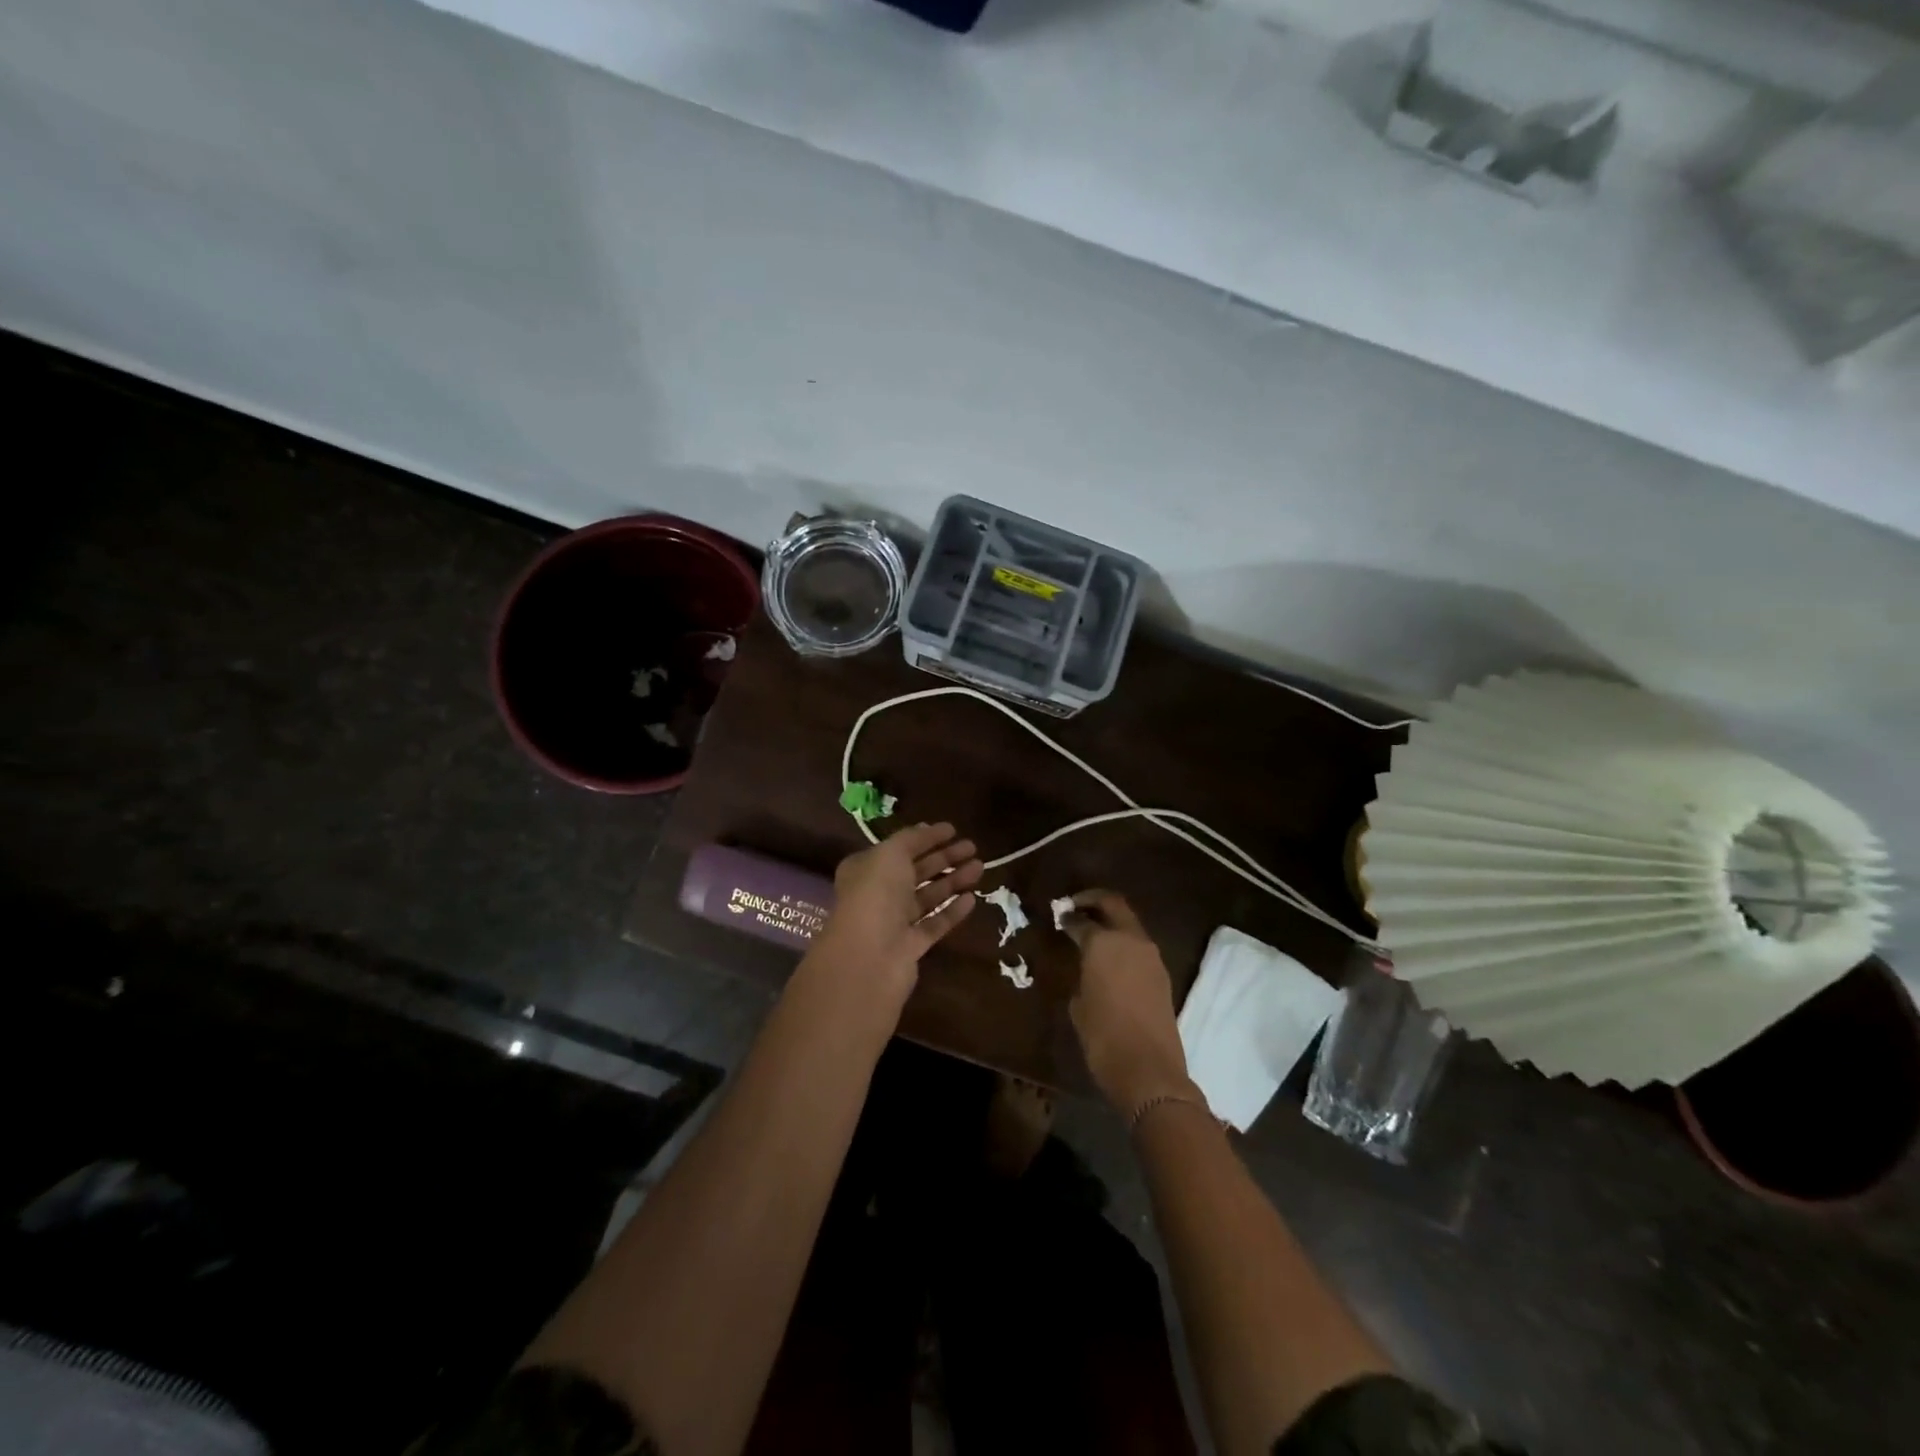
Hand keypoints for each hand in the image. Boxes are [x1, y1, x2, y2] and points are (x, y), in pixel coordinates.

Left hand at [808, 823, 981, 1002]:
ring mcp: (895, 922)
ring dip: (953, 880)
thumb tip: (927, 829)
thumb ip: (911, 839)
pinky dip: (952, 911)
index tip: (952, 829)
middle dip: (944, 857)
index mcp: (866, 869)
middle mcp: (878, 894)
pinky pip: (935, 923)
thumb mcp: (890, 854)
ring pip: (928, 896)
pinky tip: (972, 899)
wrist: (869, 957)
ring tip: (980, 867)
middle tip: (972, 847)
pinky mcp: (912, 947)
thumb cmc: (876, 894)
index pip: (899, 848)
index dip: (924, 838)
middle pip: (916, 871)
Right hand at [1064, 891, 1196, 1113]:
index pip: (1082, 920)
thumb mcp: (1078, 1004)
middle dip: (1094, 901)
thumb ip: (1082, 974)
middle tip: (1075, 906)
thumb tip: (1087, 967)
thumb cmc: (1103, 1036)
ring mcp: (1151, 956)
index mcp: (1103, 942)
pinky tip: (1110, 959)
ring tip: (1092, 933)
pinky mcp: (1162, 975)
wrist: (1149, 1070)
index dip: (1068, 917)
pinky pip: (1139, 947)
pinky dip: (1124, 943)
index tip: (1059, 917)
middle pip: (1114, 905)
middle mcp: (1130, 940)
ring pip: (1130, 924)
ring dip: (1112, 922)